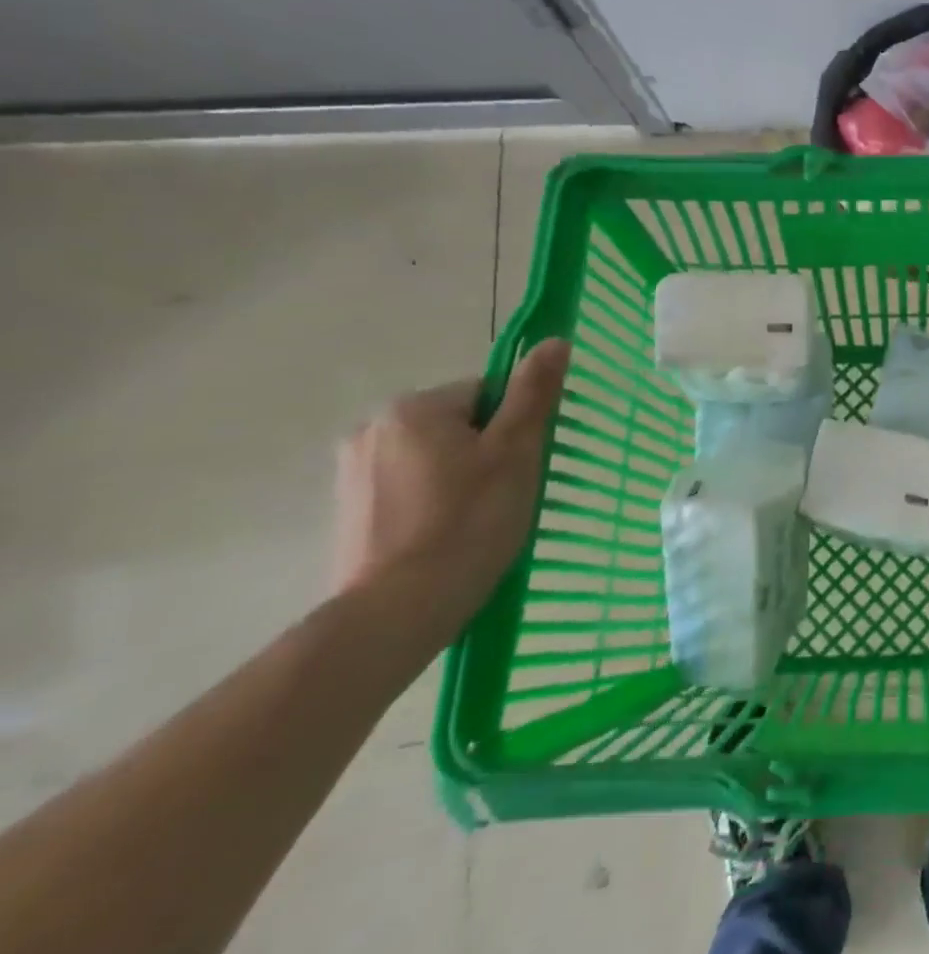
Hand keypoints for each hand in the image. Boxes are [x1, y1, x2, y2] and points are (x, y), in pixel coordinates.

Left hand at [332, 339, 569, 644]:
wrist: (397, 612)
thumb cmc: (468, 522)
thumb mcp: (515, 452)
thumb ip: (533, 393)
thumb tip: (555, 341)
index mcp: (414, 408)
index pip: (485, 394)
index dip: (514, 427)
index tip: (522, 466)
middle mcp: (372, 428)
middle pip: (457, 424)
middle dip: (486, 452)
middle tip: (506, 495)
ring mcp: (353, 472)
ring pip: (433, 458)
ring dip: (460, 477)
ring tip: (478, 522)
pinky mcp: (347, 511)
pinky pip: (408, 488)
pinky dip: (432, 503)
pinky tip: (446, 536)